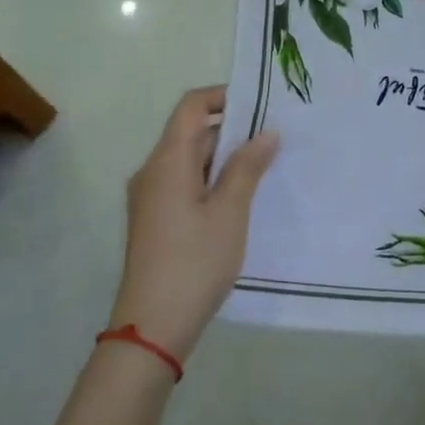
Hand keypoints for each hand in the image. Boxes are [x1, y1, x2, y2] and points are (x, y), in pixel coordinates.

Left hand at [111, 87, 278, 362]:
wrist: (151, 328)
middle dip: (231, 129)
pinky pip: (184, 182)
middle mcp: (152, 171)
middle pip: (191, 131)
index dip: (223, 96)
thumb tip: (266, 133)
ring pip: (189, 159)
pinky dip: (212, 179)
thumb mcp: (229, 212)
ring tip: (265, 166)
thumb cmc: (194, 263)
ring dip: (224, 157)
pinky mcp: (154, 219)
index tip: (260, 105)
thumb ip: (247, 167)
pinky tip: (240, 198)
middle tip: (274, 138)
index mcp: (167, 161)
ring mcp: (150, 197)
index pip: (191, 106)